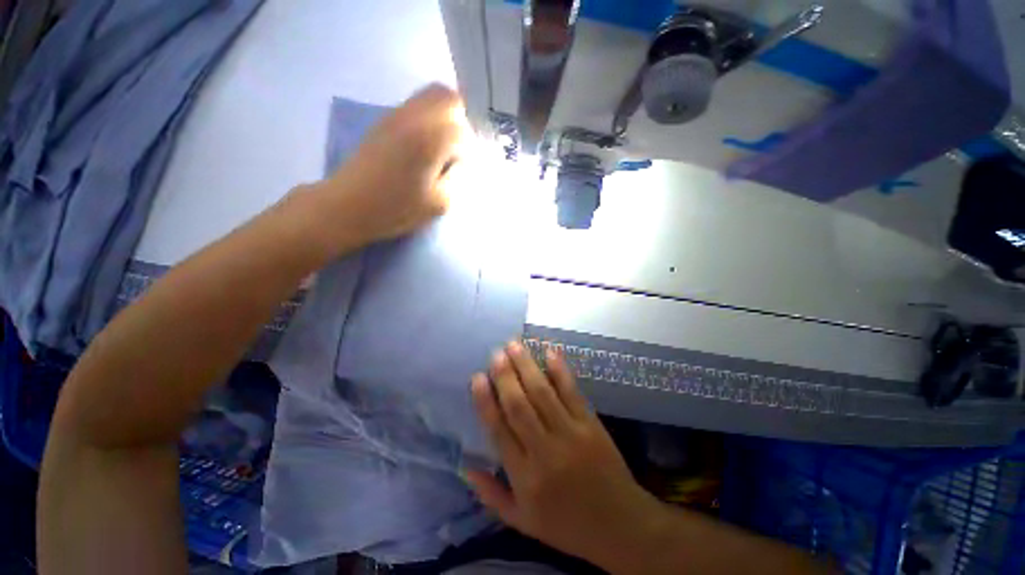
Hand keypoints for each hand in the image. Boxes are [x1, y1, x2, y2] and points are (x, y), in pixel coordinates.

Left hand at [316, 84, 467, 245]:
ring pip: (431, 96)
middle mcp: (414, 118)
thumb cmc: (395, 209)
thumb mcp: (439, 203)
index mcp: (430, 140)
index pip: (464, 130)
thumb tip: (461, 161)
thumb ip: (457, 177)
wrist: (347, 205)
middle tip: (457, 149)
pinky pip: (415, 106)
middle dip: (460, 121)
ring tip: (442, 147)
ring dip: (444, 117)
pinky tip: (424, 145)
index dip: (469, 150)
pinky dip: (428, 118)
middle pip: (449, 98)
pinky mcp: (385, 120)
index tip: (463, 168)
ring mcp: (396, 115)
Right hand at [466, 342, 667, 568]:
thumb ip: (491, 495)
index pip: (499, 430)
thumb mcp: (522, 521)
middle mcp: (545, 450)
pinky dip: (559, 370)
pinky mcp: (590, 423)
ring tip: (514, 345)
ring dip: (527, 365)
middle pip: (519, 405)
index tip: (477, 377)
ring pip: (542, 393)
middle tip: (496, 353)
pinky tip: (550, 352)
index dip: (486, 401)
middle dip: (505, 376)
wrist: (619, 525)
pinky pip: (571, 392)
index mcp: (524, 476)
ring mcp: (570, 433)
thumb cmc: (566, 524)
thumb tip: (466, 466)